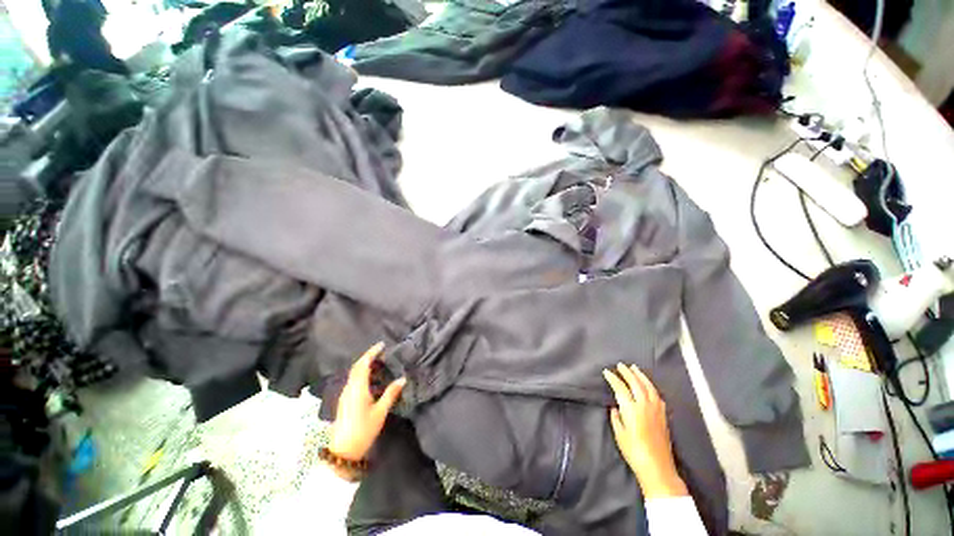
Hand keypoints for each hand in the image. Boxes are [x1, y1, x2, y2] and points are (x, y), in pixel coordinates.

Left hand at [329, 343, 405, 462]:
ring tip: (380, 364)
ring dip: (365, 366)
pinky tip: (372, 380)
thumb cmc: (363, 430)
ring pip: (354, 374)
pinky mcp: (345, 401)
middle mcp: (349, 388)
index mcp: (358, 388)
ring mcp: (345, 395)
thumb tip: (402, 378)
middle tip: (382, 353)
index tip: (382, 345)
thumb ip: (390, 393)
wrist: (343, 451)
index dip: (372, 353)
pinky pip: (354, 381)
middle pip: (357, 367)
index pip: (363, 364)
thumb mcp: (380, 412)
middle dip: (369, 357)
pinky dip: (363, 375)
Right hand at [603, 363, 687, 499]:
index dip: (613, 378)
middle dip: (627, 372)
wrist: (657, 467)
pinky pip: (657, 395)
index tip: (606, 372)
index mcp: (631, 409)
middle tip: (620, 365)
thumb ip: (616, 418)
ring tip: (635, 368)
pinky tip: (649, 386)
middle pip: (636, 383)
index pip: (621, 388)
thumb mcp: (619, 434)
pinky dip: (651, 387)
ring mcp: (656, 410)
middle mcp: (644, 406)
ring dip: (641, 376)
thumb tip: (616, 408)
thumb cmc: (634, 451)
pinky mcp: (663, 416)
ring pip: (649, 387)